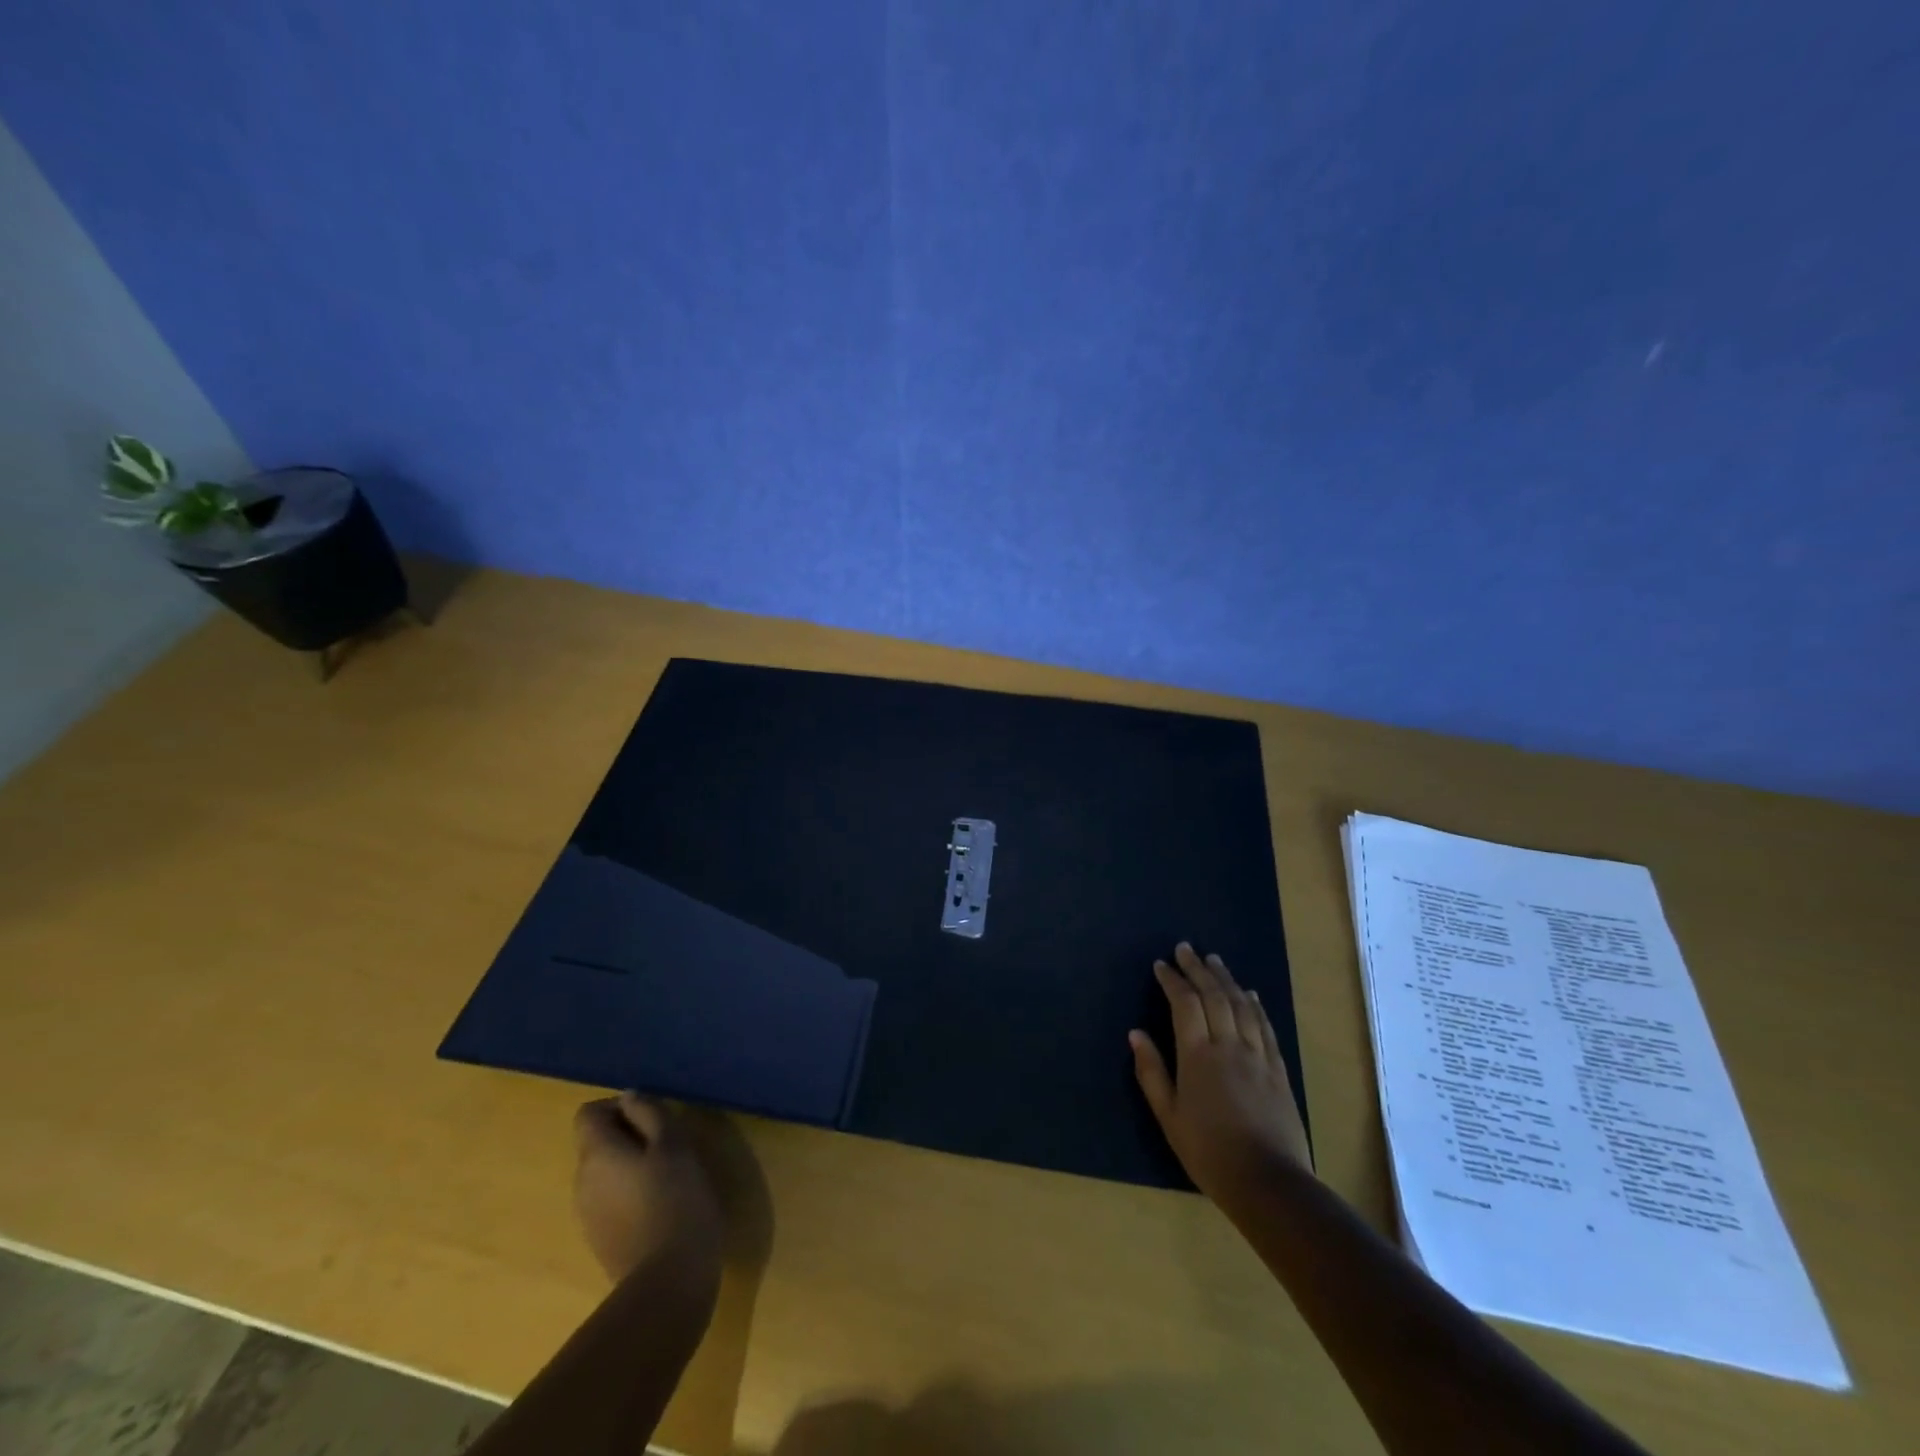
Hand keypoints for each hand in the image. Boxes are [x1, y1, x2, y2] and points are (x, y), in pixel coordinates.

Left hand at [572, 1093, 724, 1284]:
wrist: (667, 1282)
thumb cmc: (675, 1201)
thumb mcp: (673, 1144)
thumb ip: (649, 1113)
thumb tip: (629, 1098)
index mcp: (596, 1155)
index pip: (588, 1113)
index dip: (619, 1106)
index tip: (653, 1117)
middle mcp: (581, 1182)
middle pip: (597, 1142)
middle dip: (630, 1135)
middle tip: (669, 1144)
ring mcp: (587, 1215)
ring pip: (605, 1171)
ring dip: (632, 1164)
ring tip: (669, 1175)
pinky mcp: (600, 1239)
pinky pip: (611, 1198)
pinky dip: (631, 1192)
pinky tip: (661, 1206)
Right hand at [1130, 943, 1311, 1203]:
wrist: (1268, 1182)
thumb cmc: (1208, 1152)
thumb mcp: (1168, 1117)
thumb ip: (1151, 1072)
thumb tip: (1135, 1034)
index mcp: (1198, 1056)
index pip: (1184, 1004)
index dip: (1172, 980)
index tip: (1161, 965)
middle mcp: (1229, 1045)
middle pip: (1214, 996)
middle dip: (1198, 969)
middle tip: (1186, 948)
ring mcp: (1257, 1055)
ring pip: (1241, 1005)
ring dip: (1226, 979)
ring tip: (1214, 960)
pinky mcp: (1278, 1069)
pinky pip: (1265, 1027)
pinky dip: (1254, 1005)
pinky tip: (1249, 994)